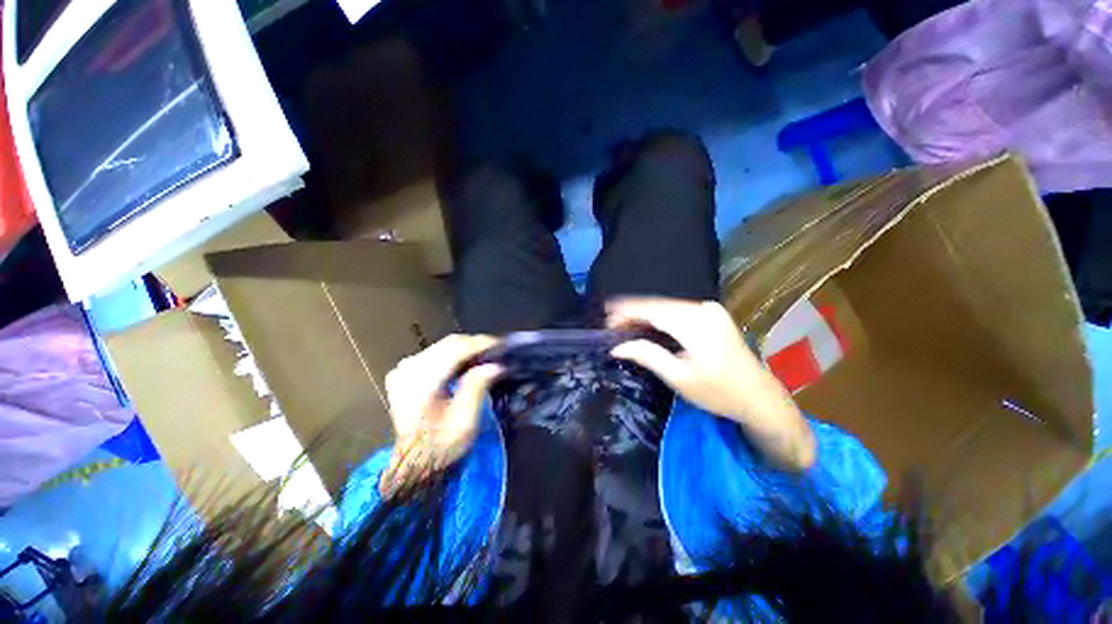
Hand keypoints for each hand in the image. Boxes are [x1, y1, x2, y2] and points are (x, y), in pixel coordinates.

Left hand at [381, 335, 501, 493]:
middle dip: (475, 345)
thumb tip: (495, 365)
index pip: (454, 350)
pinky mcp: (404, 372)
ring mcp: (403, 369)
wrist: (414, 461)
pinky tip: (466, 364)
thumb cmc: (441, 445)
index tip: (501, 345)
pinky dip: (453, 355)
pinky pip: (435, 353)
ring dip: (466, 349)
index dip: (480, 344)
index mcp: (419, 382)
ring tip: (485, 357)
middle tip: (496, 352)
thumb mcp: (464, 421)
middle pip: (448, 344)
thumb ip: (476, 388)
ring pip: (442, 346)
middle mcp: (408, 369)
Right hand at [608, 298, 814, 469]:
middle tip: (611, 326)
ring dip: (645, 314)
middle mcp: (703, 309)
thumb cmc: (720, 393)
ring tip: (624, 326)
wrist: (760, 398)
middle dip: (632, 312)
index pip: (652, 309)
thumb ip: (648, 356)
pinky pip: (677, 310)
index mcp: (696, 324)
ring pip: (667, 306)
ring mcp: (710, 310)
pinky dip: (659, 317)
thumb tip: (617, 347)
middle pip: (658, 305)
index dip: (626, 310)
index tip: (606, 318)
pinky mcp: (712, 314)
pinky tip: (647, 326)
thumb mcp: (680, 378)